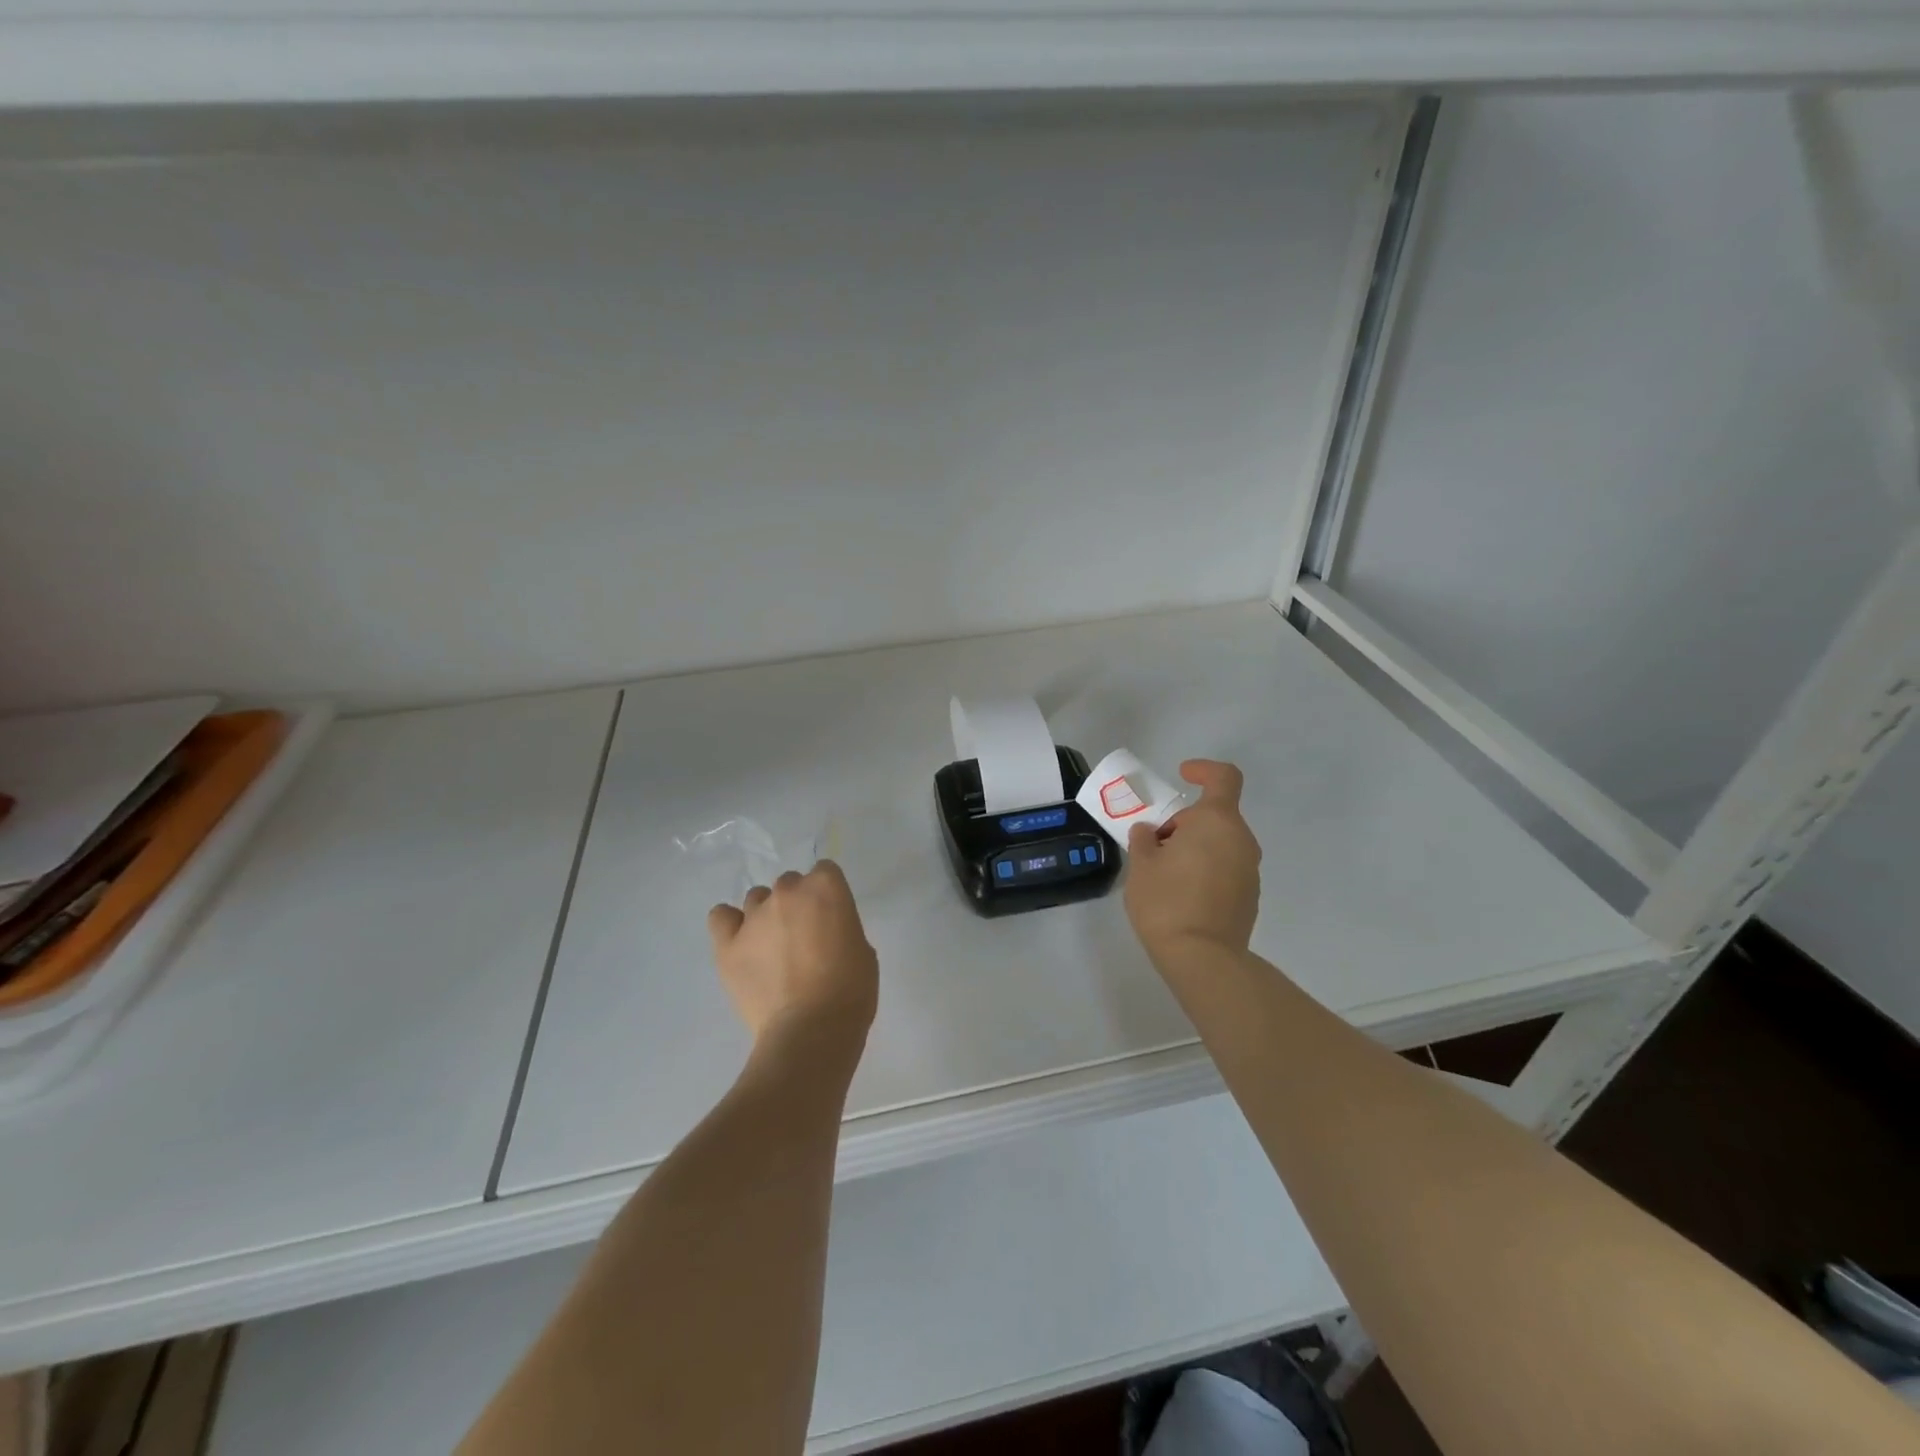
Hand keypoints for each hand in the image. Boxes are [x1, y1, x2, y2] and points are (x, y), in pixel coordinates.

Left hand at [707, 860, 878, 1051]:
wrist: (812, 1031)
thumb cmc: (851, 991)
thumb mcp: (862, 949)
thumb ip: (841, 926)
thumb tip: (824, 932)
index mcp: (825, 888)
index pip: (825, 871)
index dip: (828, 894)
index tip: (831, 917)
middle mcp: (787, 892)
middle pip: (790, 883)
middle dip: (797, 903)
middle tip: (804, 936)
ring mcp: (754, 916)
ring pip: (757, 898)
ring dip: (767, 914)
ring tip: (772, 946)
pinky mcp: (728, 944)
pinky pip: (721, 917)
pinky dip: (730, 924)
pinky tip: (742, 942)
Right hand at [1123, 759, 1261, 963]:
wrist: (1202, 958)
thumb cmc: (1167, 901)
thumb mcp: (1141, 865)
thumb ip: (1144, 840)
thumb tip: (1150, 833)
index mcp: (1216, 822)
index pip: (1223, 778)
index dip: (1203, 770)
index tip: (1182, 775)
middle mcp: (1241, 840)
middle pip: (1215, 816)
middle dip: (1184, 822)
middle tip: (1154, 845)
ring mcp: (1250, 870)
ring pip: (1221, 843)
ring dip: (1195, 847)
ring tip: (1164, 873)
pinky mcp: (1249, 897)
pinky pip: (1226, 869)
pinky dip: (1205, 870)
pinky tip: (1181, 895)